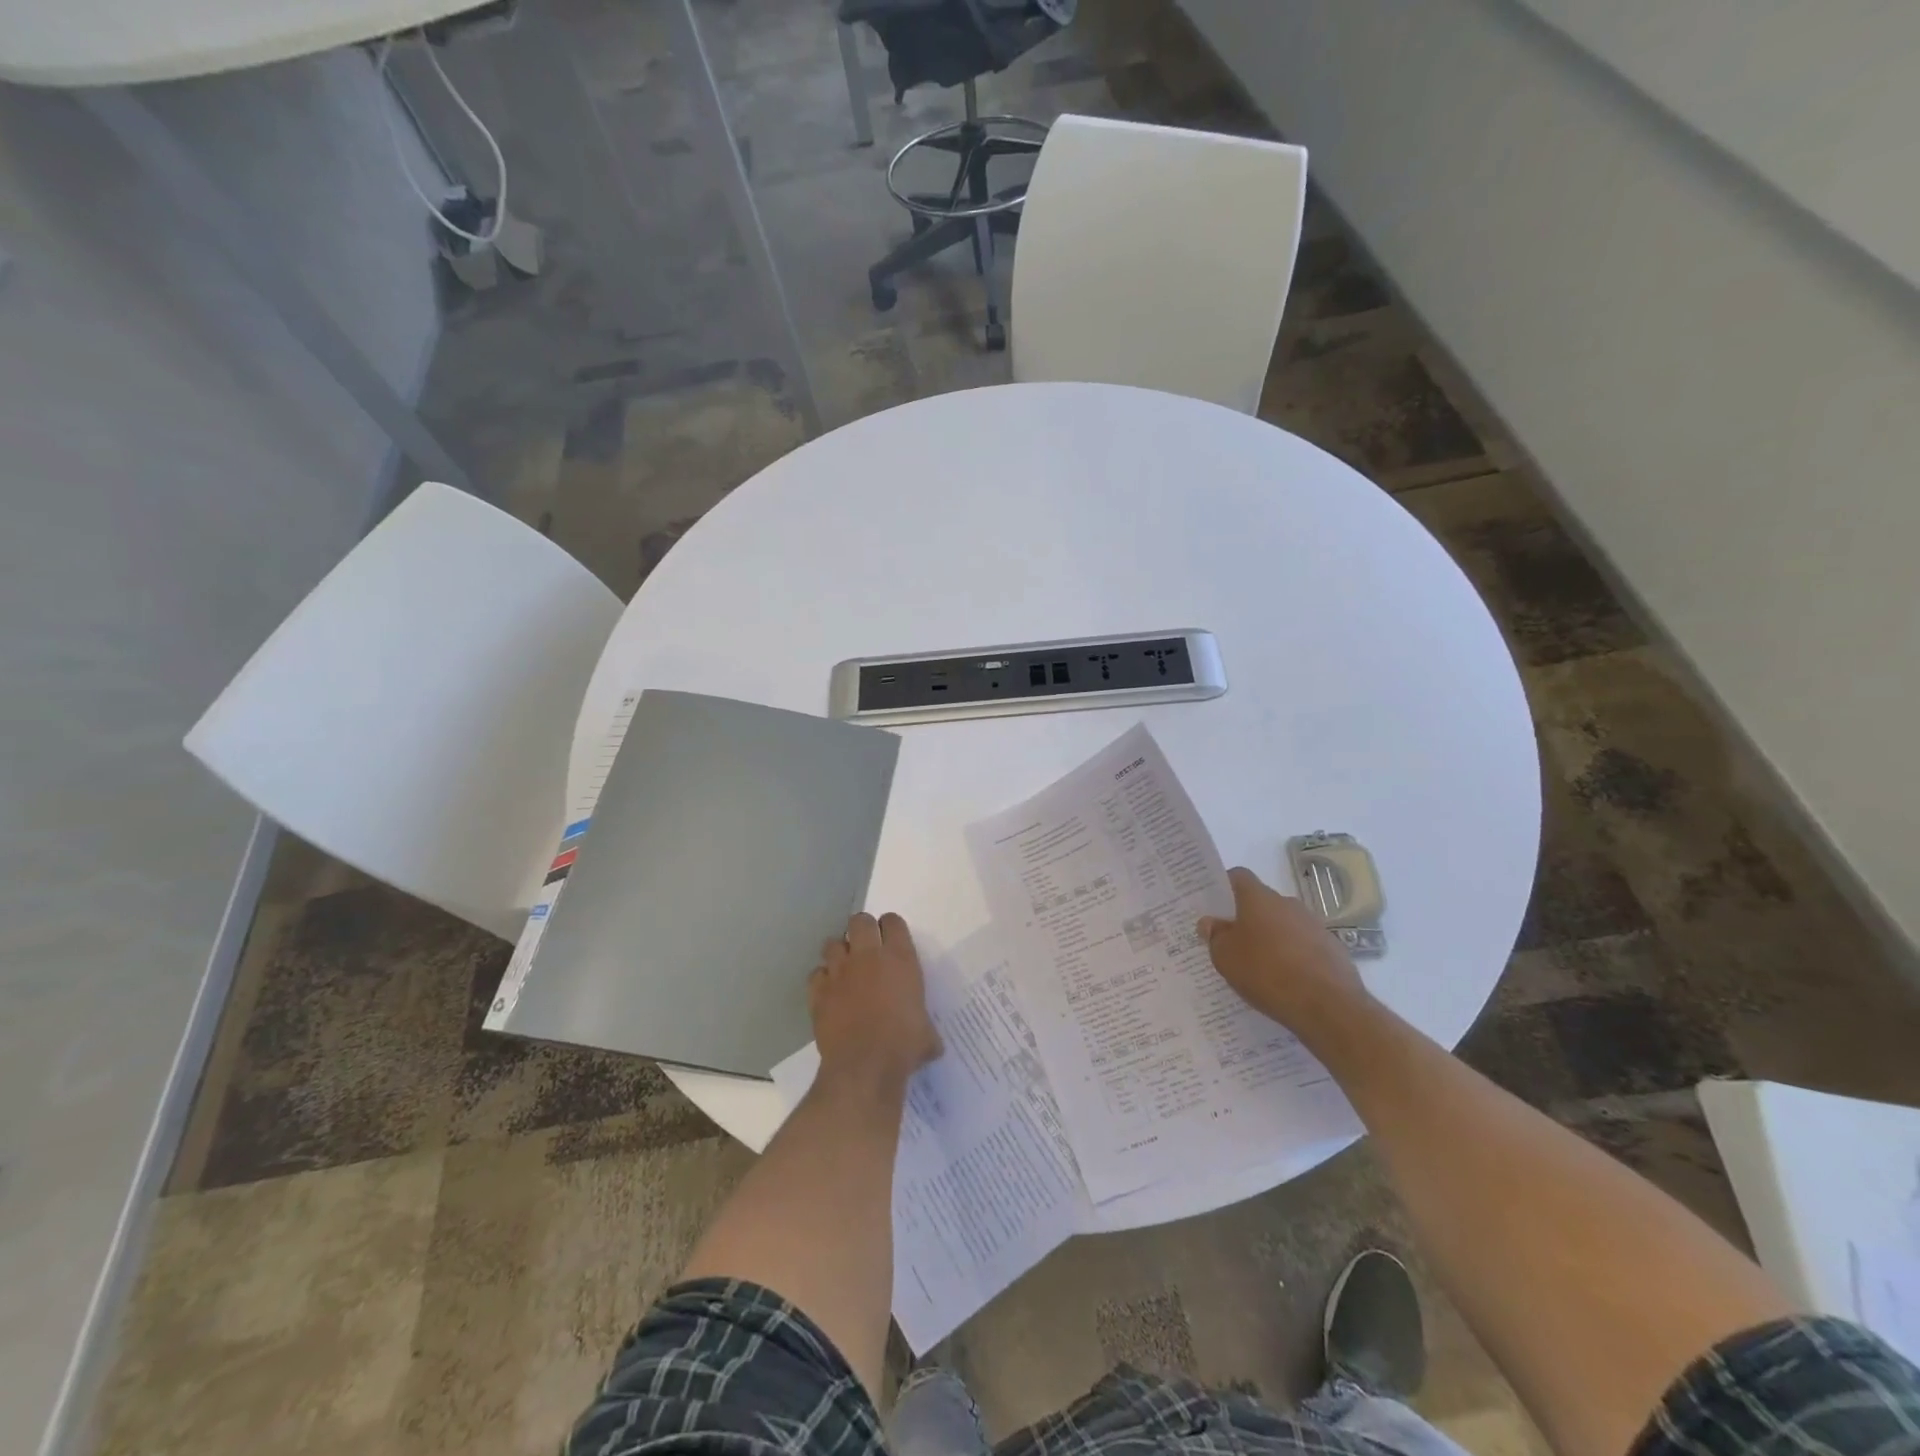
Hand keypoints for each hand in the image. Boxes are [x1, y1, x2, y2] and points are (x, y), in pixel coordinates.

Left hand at [810, 912, 941, 1087]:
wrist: (865, 1066)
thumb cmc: (904, 1045)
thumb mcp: (927, 1035)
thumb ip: (926, 1027)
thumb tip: (931, 1042)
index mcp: (900, 959)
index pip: (893, 922)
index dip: (891, 928)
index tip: (893, 940)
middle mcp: (868, 956)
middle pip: (859, 921)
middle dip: (862, 930)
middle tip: (867, 949)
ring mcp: (839, 971)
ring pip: (832, 943)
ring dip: (839, 952)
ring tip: (846, 969)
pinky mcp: (818, 991)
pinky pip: (816, 974)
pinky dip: (822, 980)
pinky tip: (830, 993)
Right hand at [1198, 867, 1368, 1034]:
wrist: (1328, 1006)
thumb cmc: (1267, 973)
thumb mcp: (1225, 957)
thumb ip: (1215, 936)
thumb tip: (1210, 922)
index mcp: (1259, 898)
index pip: (1239, 877)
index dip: (1225, 887)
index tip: (1215, 906)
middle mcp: (1288, 904)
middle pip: (1262, 903)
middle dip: (1248, 919)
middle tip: (1233, 943)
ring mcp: (1314, 925)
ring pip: (1284, 925)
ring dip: (1272, 939)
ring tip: (1261, 968)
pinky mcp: (1333, 949)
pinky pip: (1304, 946)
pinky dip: (1294, 957)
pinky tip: (1287, 982)